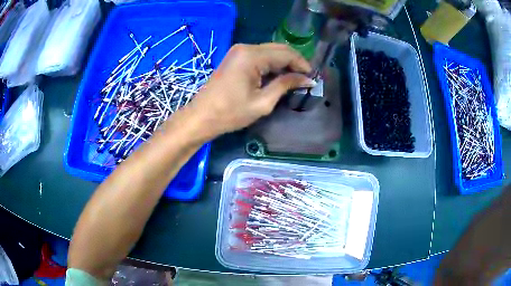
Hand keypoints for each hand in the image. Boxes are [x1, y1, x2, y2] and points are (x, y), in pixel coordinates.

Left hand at [187, 43, 313, 139]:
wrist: (201, 117)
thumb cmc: (230, 113)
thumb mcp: (262, 102)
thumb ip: (285, 85)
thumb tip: (307, 79)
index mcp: (252, 56)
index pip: (286, 54)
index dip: (302, 64)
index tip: (312, 78)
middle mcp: (246, 47)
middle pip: (279, 49)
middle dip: (294, 62)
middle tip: (305, 78)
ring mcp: (239, 51)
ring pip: (270, 52)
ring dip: (284, 63)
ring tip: (295, 79)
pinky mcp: (235, 57)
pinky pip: (260, 56)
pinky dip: (272, 64)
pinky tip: (278, 76)